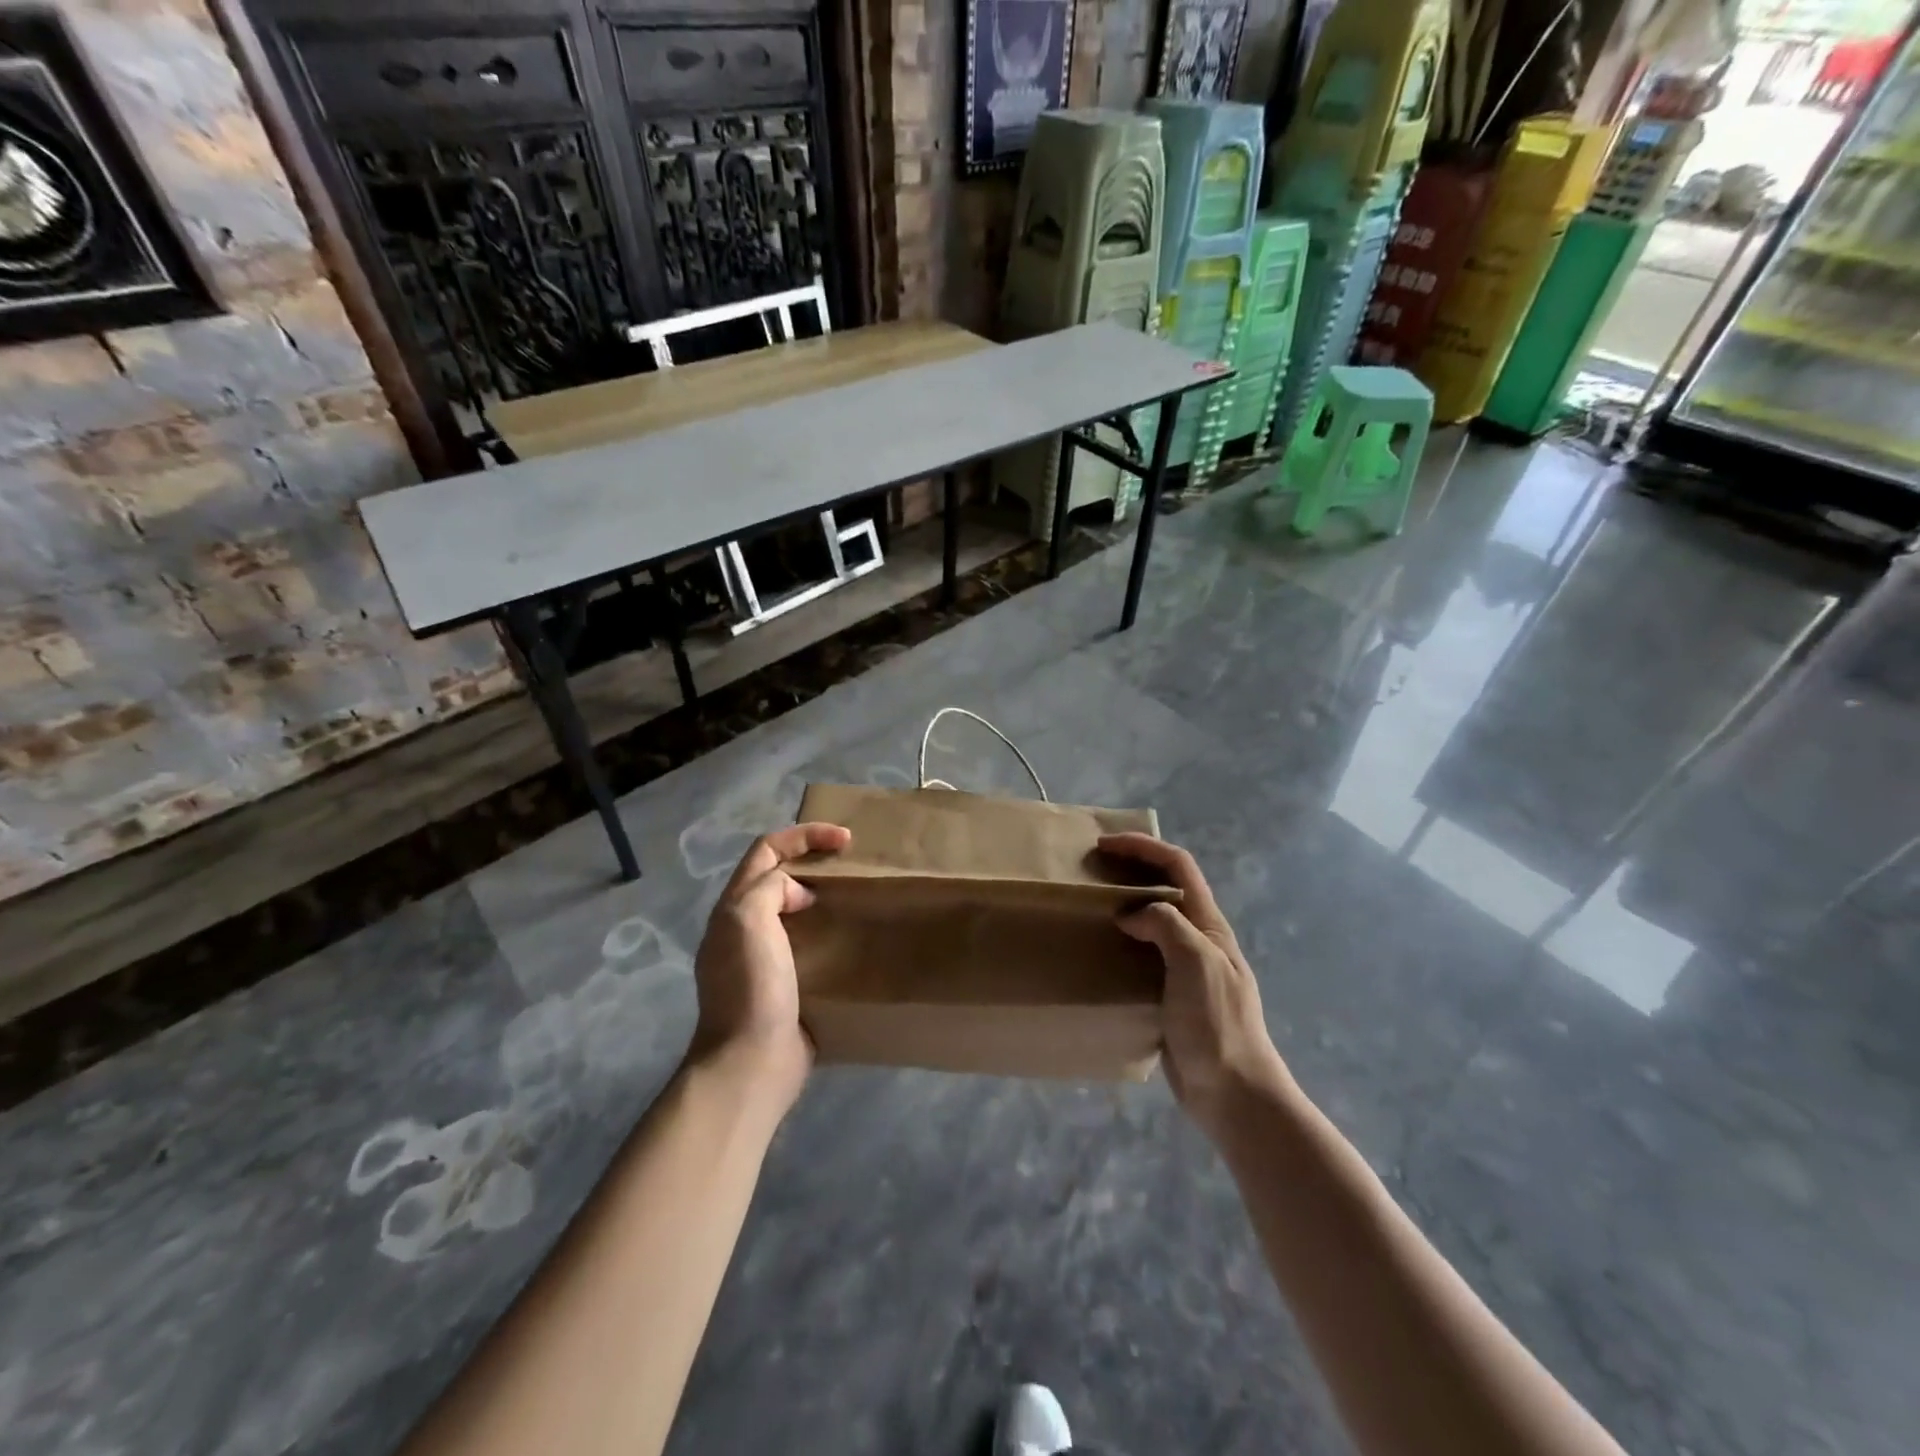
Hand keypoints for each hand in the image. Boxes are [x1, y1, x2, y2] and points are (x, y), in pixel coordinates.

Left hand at [691, 821, 850, 1101]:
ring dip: (825, 896)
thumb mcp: (748, 921)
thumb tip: (799, 895)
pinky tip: (855, 937)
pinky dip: (831, 931)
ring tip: (859, 894)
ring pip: (796, 909)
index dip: (804, 836)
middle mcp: (745, 928)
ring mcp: (766, 958)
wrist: (752, 1061)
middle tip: (853, 863)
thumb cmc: (750, 986)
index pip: (766, 851)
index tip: (845, 840)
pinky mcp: (789, 984)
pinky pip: (811, 944)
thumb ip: (768, 889)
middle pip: (779, 876)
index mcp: (733, 908)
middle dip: (814, 861)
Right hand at [1099, 832, 1289, 1134]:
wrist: (1232, 1093)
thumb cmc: (1217, 1023)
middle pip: (1164, 887)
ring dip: (1122, 906)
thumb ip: (1166, 925)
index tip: (1105, 845)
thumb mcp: (1197, 962)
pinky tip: (1096, 954)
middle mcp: (1197, 939)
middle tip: (1090, 872)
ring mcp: (1183, 968)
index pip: (1179, 866)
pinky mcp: (1168, 995)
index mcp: (1208, 925)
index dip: (1144, 847)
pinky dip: (1118, 944)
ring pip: (1151, 921)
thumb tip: (1130, 914)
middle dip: (1130, 869)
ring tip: (1087, 908)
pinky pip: (1141, 956)